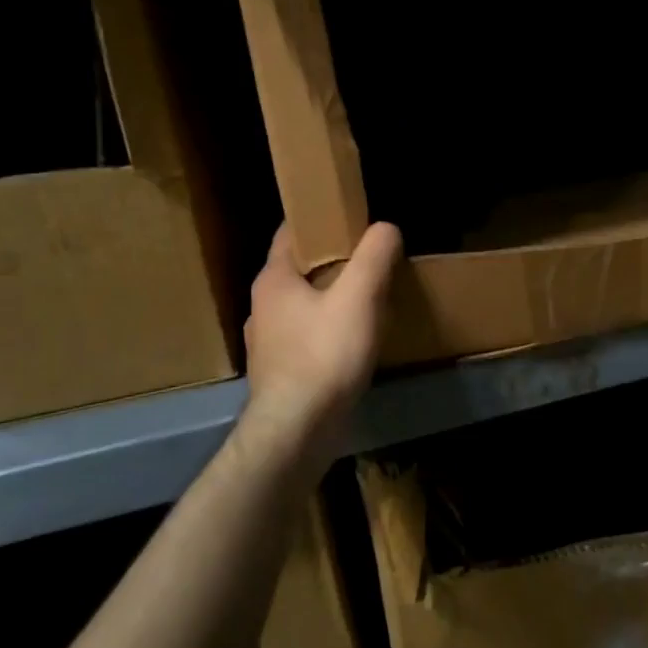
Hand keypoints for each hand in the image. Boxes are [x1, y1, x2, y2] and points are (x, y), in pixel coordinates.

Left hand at [242, 221, 402, 452]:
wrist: (297, 430)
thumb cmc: (325, 355)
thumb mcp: (359, 297)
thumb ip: (374, 256)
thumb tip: (385, 227)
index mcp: (273, 280)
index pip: (289, 233)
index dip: (318, 221)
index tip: (348, 218)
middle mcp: (261, 307)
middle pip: (297, 270)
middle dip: (330, 261)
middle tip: (367, 259)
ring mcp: (266, 343)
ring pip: (300, 306)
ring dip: (328, 299)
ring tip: (364, 301)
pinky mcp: (277, 373)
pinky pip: (304, 337)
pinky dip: (325, 331)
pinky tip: (350, 343)